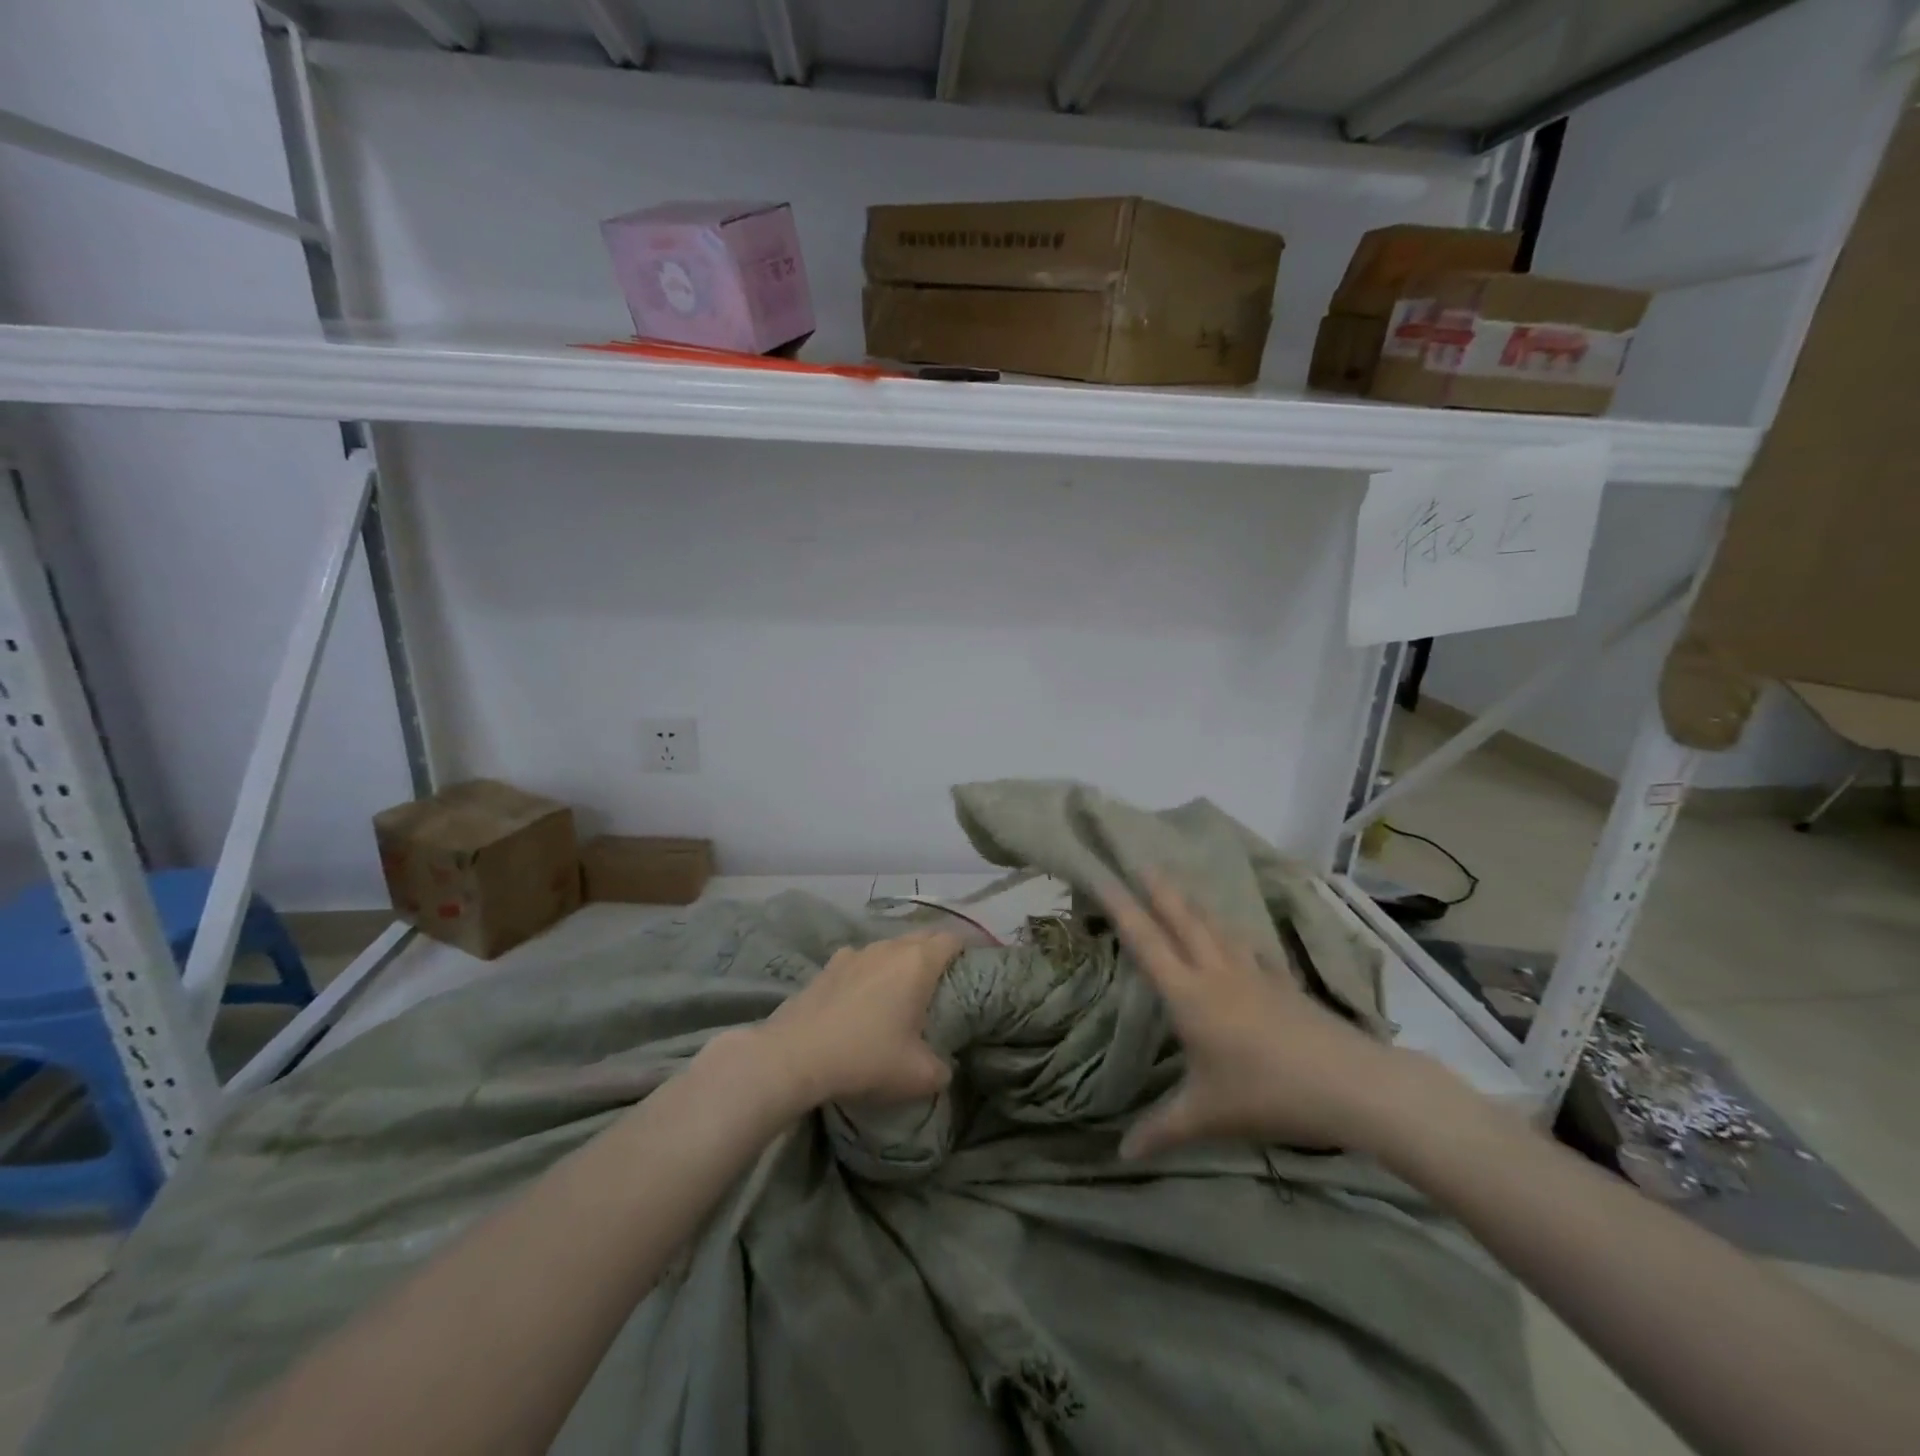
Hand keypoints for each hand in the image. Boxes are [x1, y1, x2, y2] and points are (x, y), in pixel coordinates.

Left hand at [752, 931, 962, 1110]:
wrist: (795, 1056)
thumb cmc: (866, 1057)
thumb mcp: (919, 1076)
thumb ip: (942, 1068)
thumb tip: (944, 1066)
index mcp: (918, 962)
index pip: (952, 939)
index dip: (966, 950)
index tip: (972, 969)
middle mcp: (889, 947)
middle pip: (922, 937)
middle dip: (935, 954)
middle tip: (942, 984)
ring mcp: (855, 953)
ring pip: (889, 947)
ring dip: (900, 962)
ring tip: (901, 991)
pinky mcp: (828, 966)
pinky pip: (860, 961)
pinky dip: (869, 972)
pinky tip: (862, 998)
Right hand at [1103, 876, 1430, 1157]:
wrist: (1349, 1084)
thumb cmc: (1267, 1094)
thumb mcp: (1207, 1116)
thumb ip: (1161, 1130)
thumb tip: (1121, 1156)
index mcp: (1189, 995)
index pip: (1146, 942)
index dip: (1120, 908)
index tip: (1102, 875)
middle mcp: (1216, 973)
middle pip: (1183, 920)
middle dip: (1159, 889)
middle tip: (1142, 860)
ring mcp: (1254, 973)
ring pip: (1217, 927)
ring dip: (1194, 904)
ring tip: (1181, 886)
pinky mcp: (1282, 983)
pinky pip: (1250, 946)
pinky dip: (1234, 932)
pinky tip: (1237, 934)